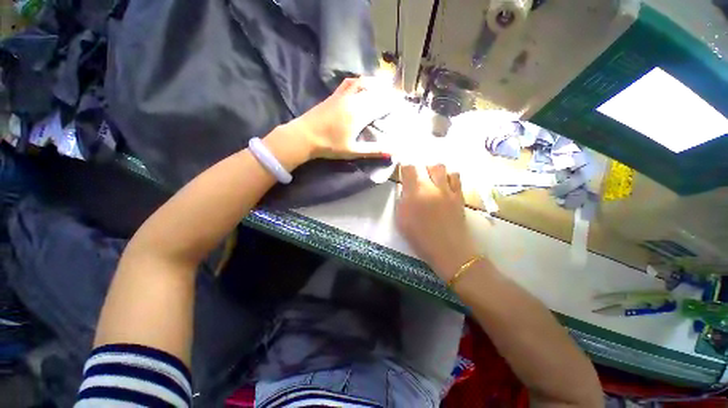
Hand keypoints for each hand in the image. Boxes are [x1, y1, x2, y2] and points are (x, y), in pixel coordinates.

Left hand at [291, 77, 392, 159]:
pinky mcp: (335, 95)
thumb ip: (373, 150)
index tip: (402, 104)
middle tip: (397, 97)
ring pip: (364, 83)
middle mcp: (354, 101)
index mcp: (360, 115)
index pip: (382, 105)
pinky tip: (363, 82)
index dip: (393, 103)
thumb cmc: (330, 146)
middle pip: (375, 93)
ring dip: (376, 84)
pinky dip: (360, 81)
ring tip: (385, 87)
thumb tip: (392, 152)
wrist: (304, 136)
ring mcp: (343, 95)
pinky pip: (350, 82)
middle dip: (388, 94)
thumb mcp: (353, 151)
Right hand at [395, 164, 479, 280]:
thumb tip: (405, 190)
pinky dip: (449, 177)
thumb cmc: (420, 238)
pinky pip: (456, 177)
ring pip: (442, 168)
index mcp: (415, 193)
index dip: (405, 168)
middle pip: (427, 165)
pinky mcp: (459, 195)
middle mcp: (432, 187)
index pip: (409, 169)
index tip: (404, 173)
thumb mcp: (401, 220)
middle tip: (418, 179)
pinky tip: (445, 186)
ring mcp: (448, 190)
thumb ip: (402, 201)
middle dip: (421, 170)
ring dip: (435, 172)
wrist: (448, 250)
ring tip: (432, 182)